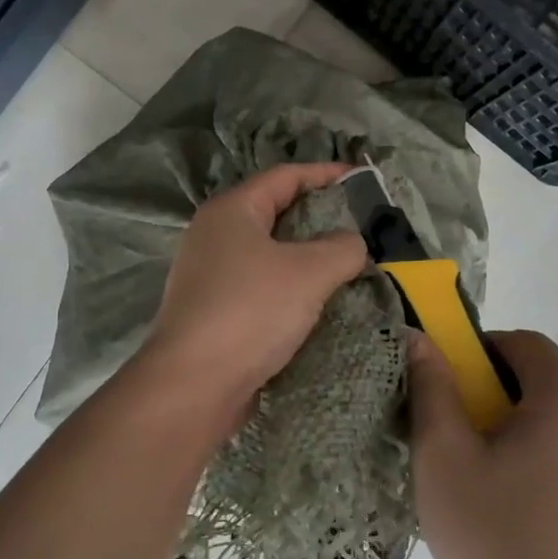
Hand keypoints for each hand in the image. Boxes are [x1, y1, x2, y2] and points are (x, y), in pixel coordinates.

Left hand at [144, 163, 367, 418]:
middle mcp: (214, 236)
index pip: (285, 176)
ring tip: (348, 267)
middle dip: (320, 218)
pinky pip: (261, 288)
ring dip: (307, 259)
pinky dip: (290, 290)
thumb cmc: (250, 312)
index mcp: (231, 211)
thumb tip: (353, 244)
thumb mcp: (309, 272)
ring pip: (269, 255)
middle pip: (275, 214)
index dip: (326, 174)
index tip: (363, 180)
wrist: (194, 384)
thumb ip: (343, 248)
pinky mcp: (214, 312)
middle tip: (362, 228)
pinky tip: (318, 305)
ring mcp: (210, 276)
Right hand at [408, 329, 557, 558]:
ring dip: (548, 430)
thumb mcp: (441, 454)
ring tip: (512, 477)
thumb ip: (433, 386)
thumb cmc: (482, 532)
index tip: (461, 385)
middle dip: (517, 393)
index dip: (489, 352)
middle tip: (478, 435)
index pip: (529, 345)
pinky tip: (545, 510)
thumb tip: (421, 338)